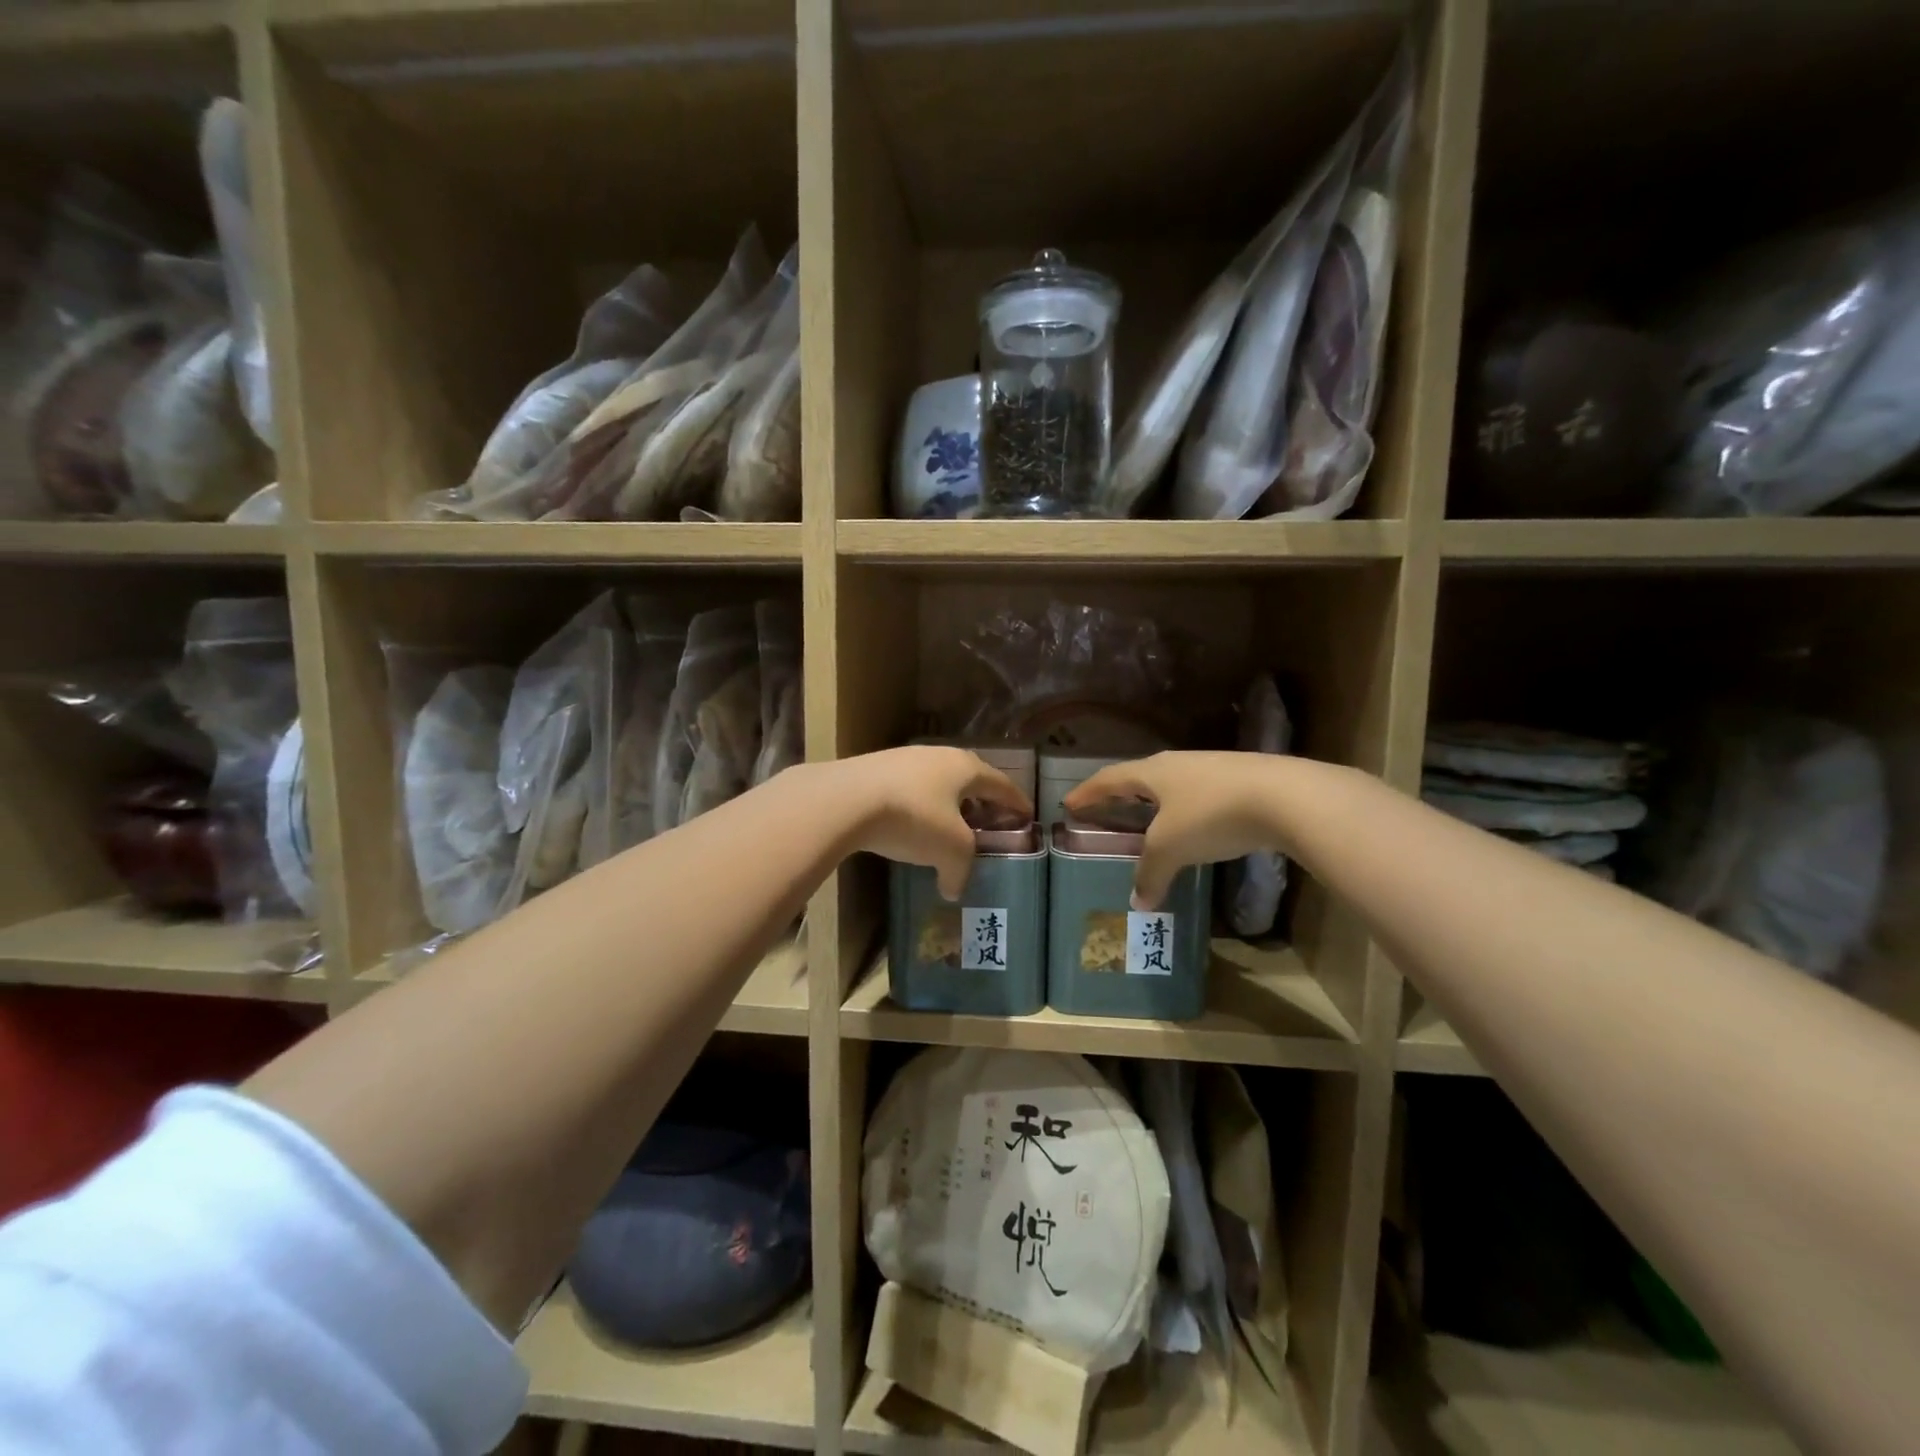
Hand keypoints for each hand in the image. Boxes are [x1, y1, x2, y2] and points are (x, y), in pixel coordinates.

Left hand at [842, 746, 1032, 898]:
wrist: (846, 800)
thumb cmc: (914, 818)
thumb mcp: (950, 850)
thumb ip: (960, 871)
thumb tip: (954, 889)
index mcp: (965, 768)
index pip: (1000, 784)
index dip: (1015, 801)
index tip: (1027, 813)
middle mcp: (938, 755)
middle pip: (968, 776)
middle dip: (981, 798)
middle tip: (989, 817)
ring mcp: (903, 758)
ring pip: (936, 780)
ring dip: (947, 801)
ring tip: (950, 823)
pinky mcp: (874, 769)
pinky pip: (908, 788)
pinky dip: (918, 805)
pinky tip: (911, 823)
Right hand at [1065, 751, 1283, 909]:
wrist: (1286, 797)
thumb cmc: (1211, 815)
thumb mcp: (1171, 847)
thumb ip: (1151, 873)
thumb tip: (1138, 902)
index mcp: (1153, 772)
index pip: (1110, 779)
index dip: (1088, 792)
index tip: (1069, 803)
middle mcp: (1179, 764)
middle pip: (1141, 777)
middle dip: (1121, 794)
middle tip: (1106, 808)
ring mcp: (1213, 769)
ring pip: (1174, 785)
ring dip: (1156, 802)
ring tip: (1149, 819)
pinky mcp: (1242, 781)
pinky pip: (1201, 795)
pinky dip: (1187, 811)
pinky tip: (1195, 826)